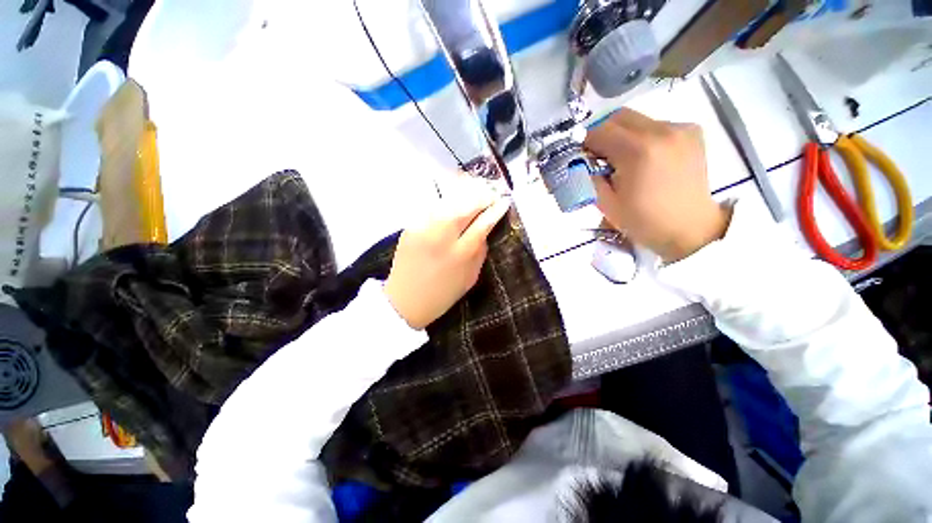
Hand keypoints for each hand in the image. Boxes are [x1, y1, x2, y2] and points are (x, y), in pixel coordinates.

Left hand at [384, 182, 511, 329]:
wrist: (404, 301)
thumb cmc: (442, 294)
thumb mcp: (470, 278)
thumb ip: (480, 252)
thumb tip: (485, 230)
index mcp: (461, 254)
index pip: (483, 223)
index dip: (495, 209)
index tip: (504, 201)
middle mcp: (442, 236)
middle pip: (465, 206)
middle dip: (482, 196)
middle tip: (491, 192)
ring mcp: (423, 228)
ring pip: (448, 201)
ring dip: (465, 194)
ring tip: (476, 192)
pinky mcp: (410, 226)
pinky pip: (432, 206)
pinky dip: (447, 200)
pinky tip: (454, 201)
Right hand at [584, 109, 730, 261]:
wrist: (690, 228)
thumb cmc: (644, 221)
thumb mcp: (606, 203)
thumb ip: (589, 177)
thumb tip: (581, 161)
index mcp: (638, 151)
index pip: (599, 131)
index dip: (585, 143)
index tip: (582, 158)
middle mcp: (661, 131)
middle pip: (619, 117)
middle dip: (602, 134)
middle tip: (598, 157)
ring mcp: (680, 129)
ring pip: (637, 120)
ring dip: (622, 135)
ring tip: (624, 160)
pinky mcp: (692, 132)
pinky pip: (656, 125)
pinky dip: (643, 137)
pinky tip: (646, 158)